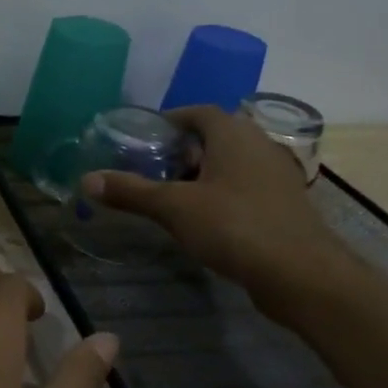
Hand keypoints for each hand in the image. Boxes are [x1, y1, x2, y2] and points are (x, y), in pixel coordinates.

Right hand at [82, 106, 346, 302]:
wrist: (302, 275)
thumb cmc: (234, 226)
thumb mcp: (173, 207)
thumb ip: (131, 191)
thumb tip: (86, 179)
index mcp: (233, 134)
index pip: (197, 111)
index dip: (169, 120)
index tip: (144, 138)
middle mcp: (258, 145)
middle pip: (214, 136)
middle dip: (182, 150)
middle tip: (152, 168)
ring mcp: (276, 175)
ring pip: (231, 164)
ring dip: (202, 174)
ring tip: (172, 195)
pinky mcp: (285, 204)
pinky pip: (245, 187)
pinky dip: (222, 194)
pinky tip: (204, 219)